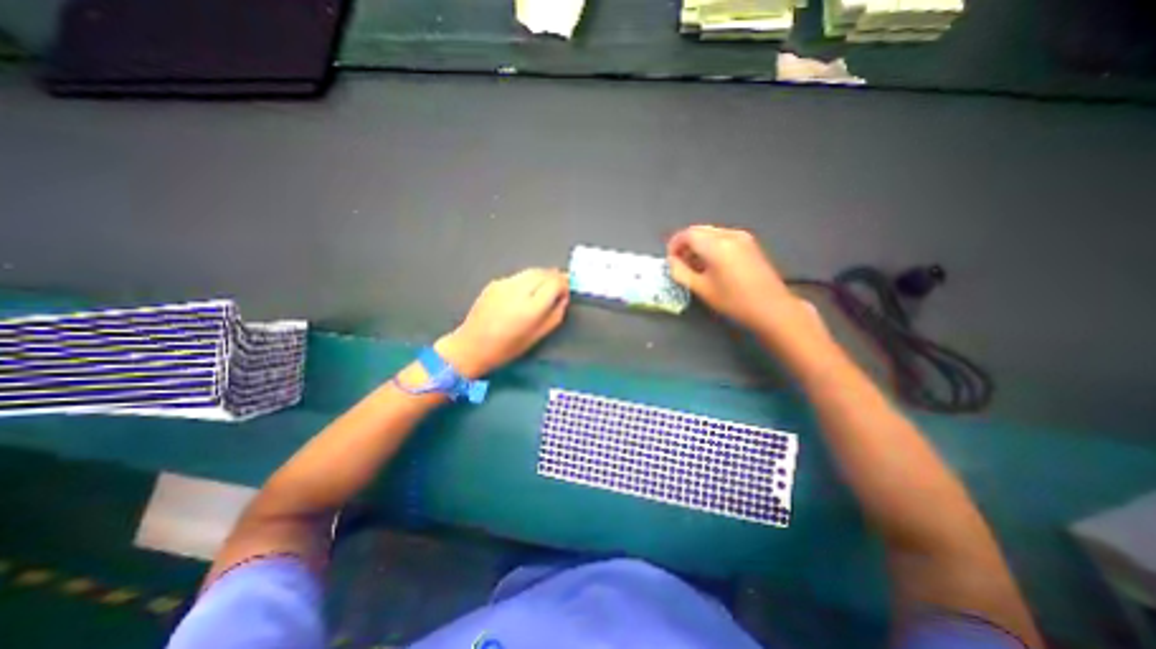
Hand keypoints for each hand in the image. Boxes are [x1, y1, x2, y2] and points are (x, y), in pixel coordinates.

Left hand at [432, 267, 566, 376]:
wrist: (472, 345)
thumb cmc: (508, 347)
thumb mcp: (538, 335)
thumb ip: (555, 314)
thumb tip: (563, 297)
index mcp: (531, 307)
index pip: (555, 282)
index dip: (564, 285)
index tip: (565, 293)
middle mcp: (518, 290)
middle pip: (544, 273)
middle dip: (555, 278)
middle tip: (559, 288)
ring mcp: (504, 283)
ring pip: (531, 271)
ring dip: (542, 277)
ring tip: (544, 289)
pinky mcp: (495, 282)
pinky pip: (518, 276)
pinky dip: (527, 280)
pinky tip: (524, 293)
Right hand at [669, 223, 809, 335]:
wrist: (772, 307)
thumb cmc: (733, 301)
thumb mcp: (702, 289)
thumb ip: (681, 272)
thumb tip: (672, 261)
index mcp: (716, 245)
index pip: (687, 234)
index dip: (674, 244)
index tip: (670, 260)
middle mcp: (729, 235)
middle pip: (699, 230)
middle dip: (685, 244)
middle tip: (679, 262)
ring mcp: (742, 237)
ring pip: (711, 233)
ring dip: (698, 244)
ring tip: (694, 265)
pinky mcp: (749, 243)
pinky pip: (723, 237)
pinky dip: (711, 245)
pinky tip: (710, 263)